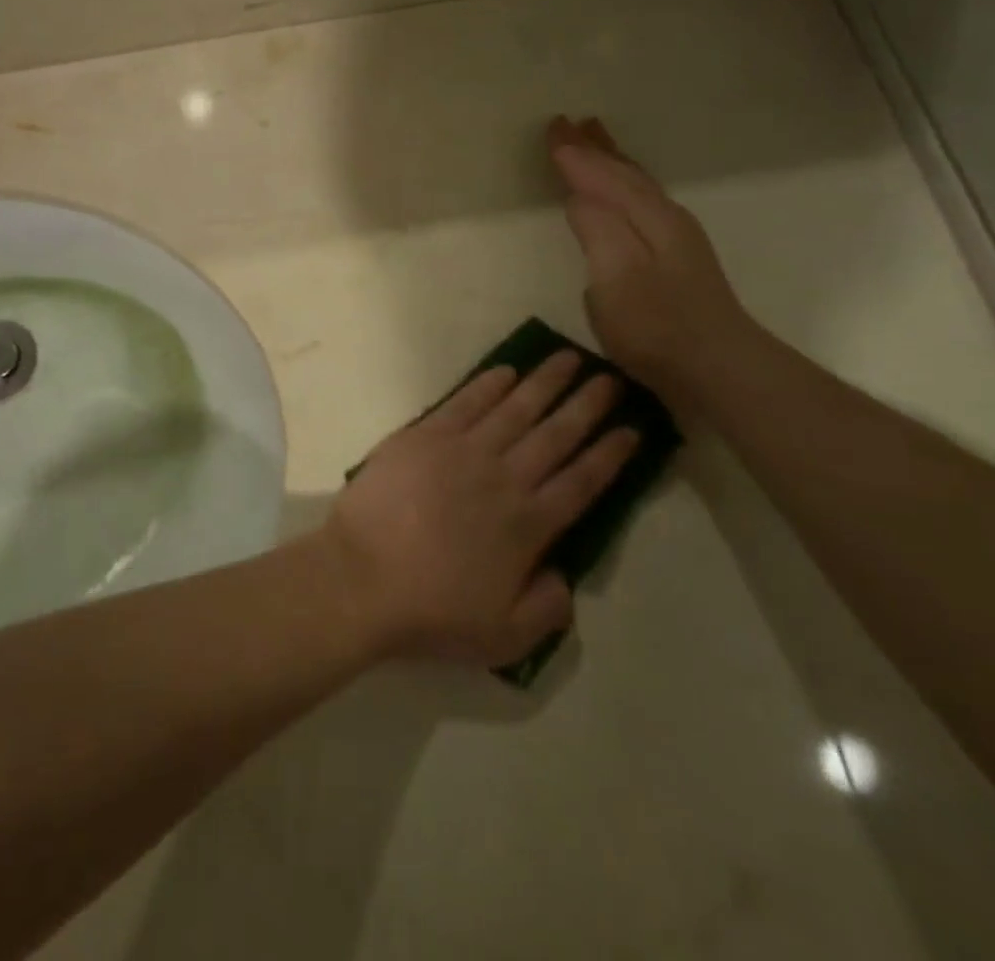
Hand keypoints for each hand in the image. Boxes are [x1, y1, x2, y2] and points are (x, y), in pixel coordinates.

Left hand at [322, 353, 635, 665]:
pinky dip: (488, 384)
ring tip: (568, 357)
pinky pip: (465, 402)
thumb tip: (566, 576)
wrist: (362, 577)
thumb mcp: (504, 637)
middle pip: (556, 434)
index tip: (632, 428)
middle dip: (587, 405)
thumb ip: (547, 609)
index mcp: (529, 525)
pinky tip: (506, 370)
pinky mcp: (425, 435)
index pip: (582, 481)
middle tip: (612, 378)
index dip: (610, 454)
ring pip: (515, 408)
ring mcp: (464, 450)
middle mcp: (505, 478)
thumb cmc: (431, 609)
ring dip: (545, 382)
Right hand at [547, 115, 756, 396]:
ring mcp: (674, 240)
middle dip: (595, 149)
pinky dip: (623, 188)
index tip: (551, 129)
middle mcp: (664, 218)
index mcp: (647, 216)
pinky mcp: (674, 262)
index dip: (575, 154)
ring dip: (611, 163)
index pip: (603, 175)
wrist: (717, 369)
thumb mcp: (615, 274)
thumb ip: (596, 227)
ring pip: (636, 187)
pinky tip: (621, 197)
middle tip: (569, 124)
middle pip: (624, 173)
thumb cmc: (657, 324)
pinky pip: (640, 204)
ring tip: (595, 142)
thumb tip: (578, 195)